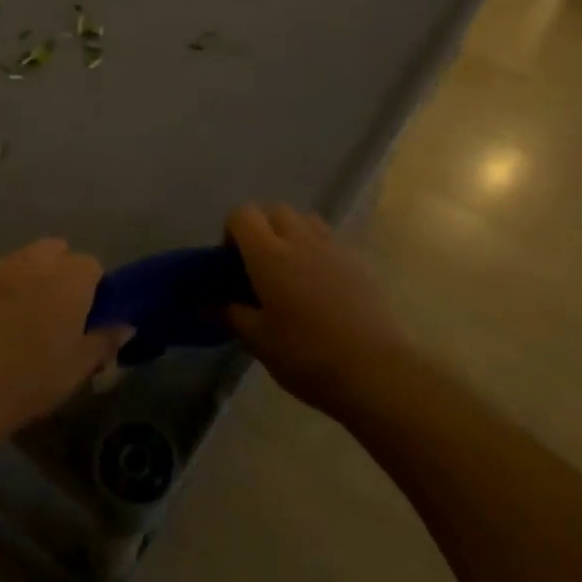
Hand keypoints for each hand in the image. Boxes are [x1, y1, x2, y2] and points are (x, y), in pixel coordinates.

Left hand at [0, 239, 130, 439]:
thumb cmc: (29, 380)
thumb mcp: (77, 369)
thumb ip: (104, 340)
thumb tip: (125, 324)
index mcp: (69, 279)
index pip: (92, 266)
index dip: (92, 289)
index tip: (85, 317)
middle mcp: (36, 262)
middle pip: (56, 252)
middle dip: (60, 272)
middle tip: (55, 312)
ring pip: (24, 259)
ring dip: (30, 276)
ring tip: (22, 314)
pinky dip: (0, 287)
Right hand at [224, 203, 410, 418]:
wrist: (374, 370)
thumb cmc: (306, 355)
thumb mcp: (258, 340)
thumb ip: (231, 315)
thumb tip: (206, 305)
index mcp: (269, 254)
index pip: (243, 214)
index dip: (232, 232)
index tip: (233, 264)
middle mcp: (300, 240)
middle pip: (275, 211)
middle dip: (263, 230)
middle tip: (260, 268)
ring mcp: (334, 248)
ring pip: (306, 221)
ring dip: (292, 235)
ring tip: (291, 272)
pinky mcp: (359, 263)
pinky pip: (331, 242)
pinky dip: (318, 252)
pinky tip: (321, 289)